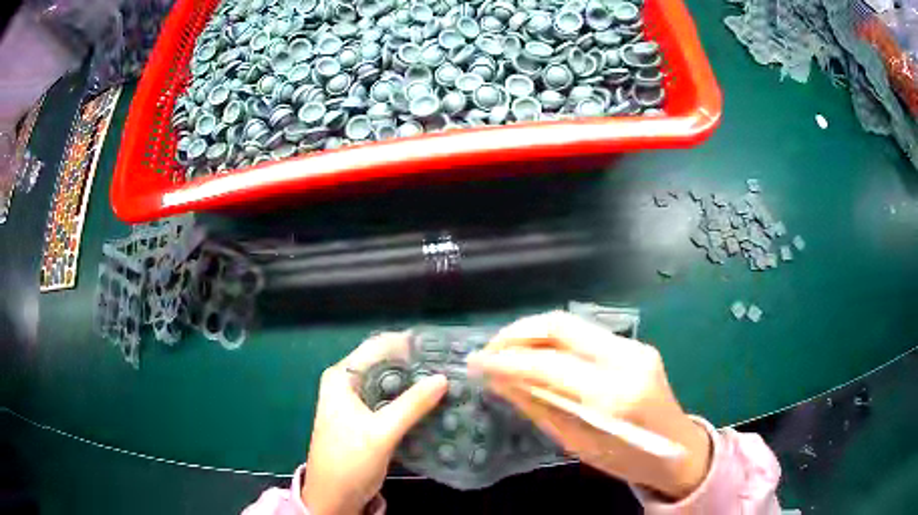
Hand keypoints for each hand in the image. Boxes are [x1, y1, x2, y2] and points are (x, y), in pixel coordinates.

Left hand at [302, 333, 447, 514]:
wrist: (335, 496)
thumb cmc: (349, 460)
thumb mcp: (381, 432)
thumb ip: (412, 405)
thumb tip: (443, 378)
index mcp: (342, 377)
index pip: (378, 347)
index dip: (408, 345)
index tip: (441, 349)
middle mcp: (349, 383)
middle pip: (386, 364)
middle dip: (416, 366)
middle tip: (451, 367)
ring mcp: (359, 402)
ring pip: (391, 384)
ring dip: (416, 385)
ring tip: (449, 383)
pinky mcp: (369, 419)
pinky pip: (393, 402)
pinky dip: (411, 402)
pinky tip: (435, 404)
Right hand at [468, 311, 711, 499]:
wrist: (677, 448)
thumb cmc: (627, 460)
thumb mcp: (577, 444)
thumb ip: (540, 406)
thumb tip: (500, 380)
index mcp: (614, 395)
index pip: (548, 364)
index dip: (506, 360)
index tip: (476, 364)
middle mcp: (626, 359)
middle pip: (560, 326)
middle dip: (516, 333)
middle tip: (488, 351)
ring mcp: (634, 346)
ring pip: (571, 323)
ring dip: (532, 332)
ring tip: (504, 350)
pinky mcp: (635, 344)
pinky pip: (585, 334)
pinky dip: (553, 339)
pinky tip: (536, 352)